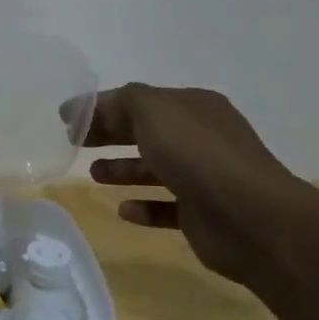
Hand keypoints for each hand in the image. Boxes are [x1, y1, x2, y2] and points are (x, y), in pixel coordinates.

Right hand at [83, 83, 308, 285]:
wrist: (252, 218)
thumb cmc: (198, 155)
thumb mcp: (153, 111)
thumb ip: (118, 102)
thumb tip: (84, 107)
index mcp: (193, 107)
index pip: (141, 101)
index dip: (103, 107)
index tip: (67, 119)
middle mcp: (201, 138)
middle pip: (146, 132)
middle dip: (110, 135)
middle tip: (74, 143)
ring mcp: (205, 177)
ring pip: (156, 169)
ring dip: (124, 169)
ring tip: (95, 175)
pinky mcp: (202, 215)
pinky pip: (166, 207)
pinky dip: (144, 206)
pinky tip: (124, 210)